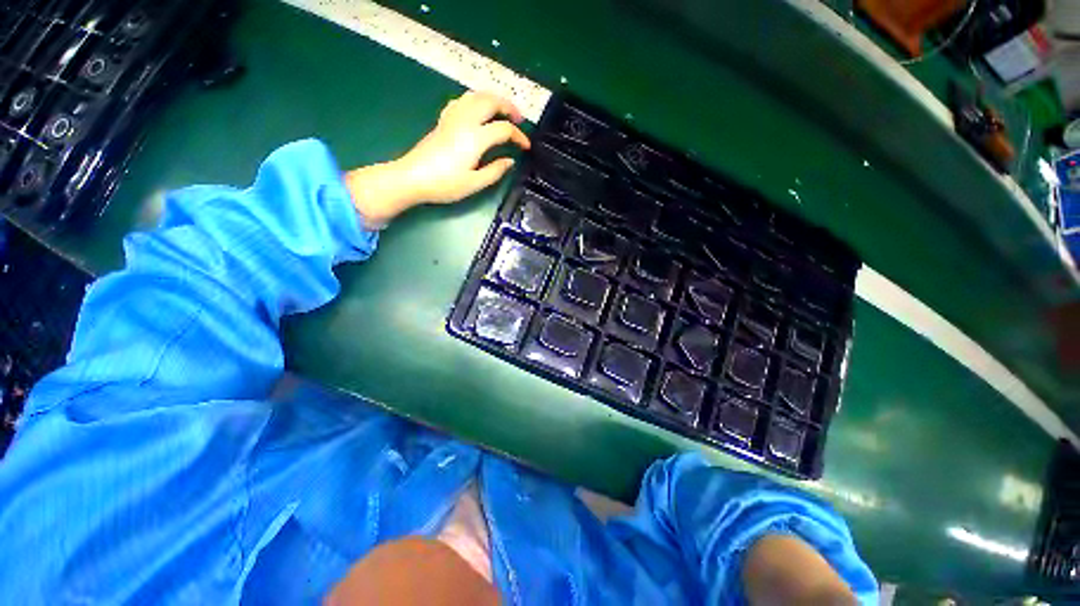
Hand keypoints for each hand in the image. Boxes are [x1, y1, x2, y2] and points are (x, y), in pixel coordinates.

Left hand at [344, 91, 530, 225]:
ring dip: (492, 99)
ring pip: (475, 96)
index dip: (519, 136)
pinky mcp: (443, 121)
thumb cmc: (444, 185)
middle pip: (490, 101)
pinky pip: (462, 101)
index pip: (504, 129)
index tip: (526, 147)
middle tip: (519, 119)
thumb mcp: (474, 183)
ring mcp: (452, 118)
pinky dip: (475, 101)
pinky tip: (477, 111)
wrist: (412, 178)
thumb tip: (510, 161)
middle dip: (508, 106)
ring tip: (502, 111)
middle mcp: (465, 121)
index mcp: (475, 138)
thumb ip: (495, 171)